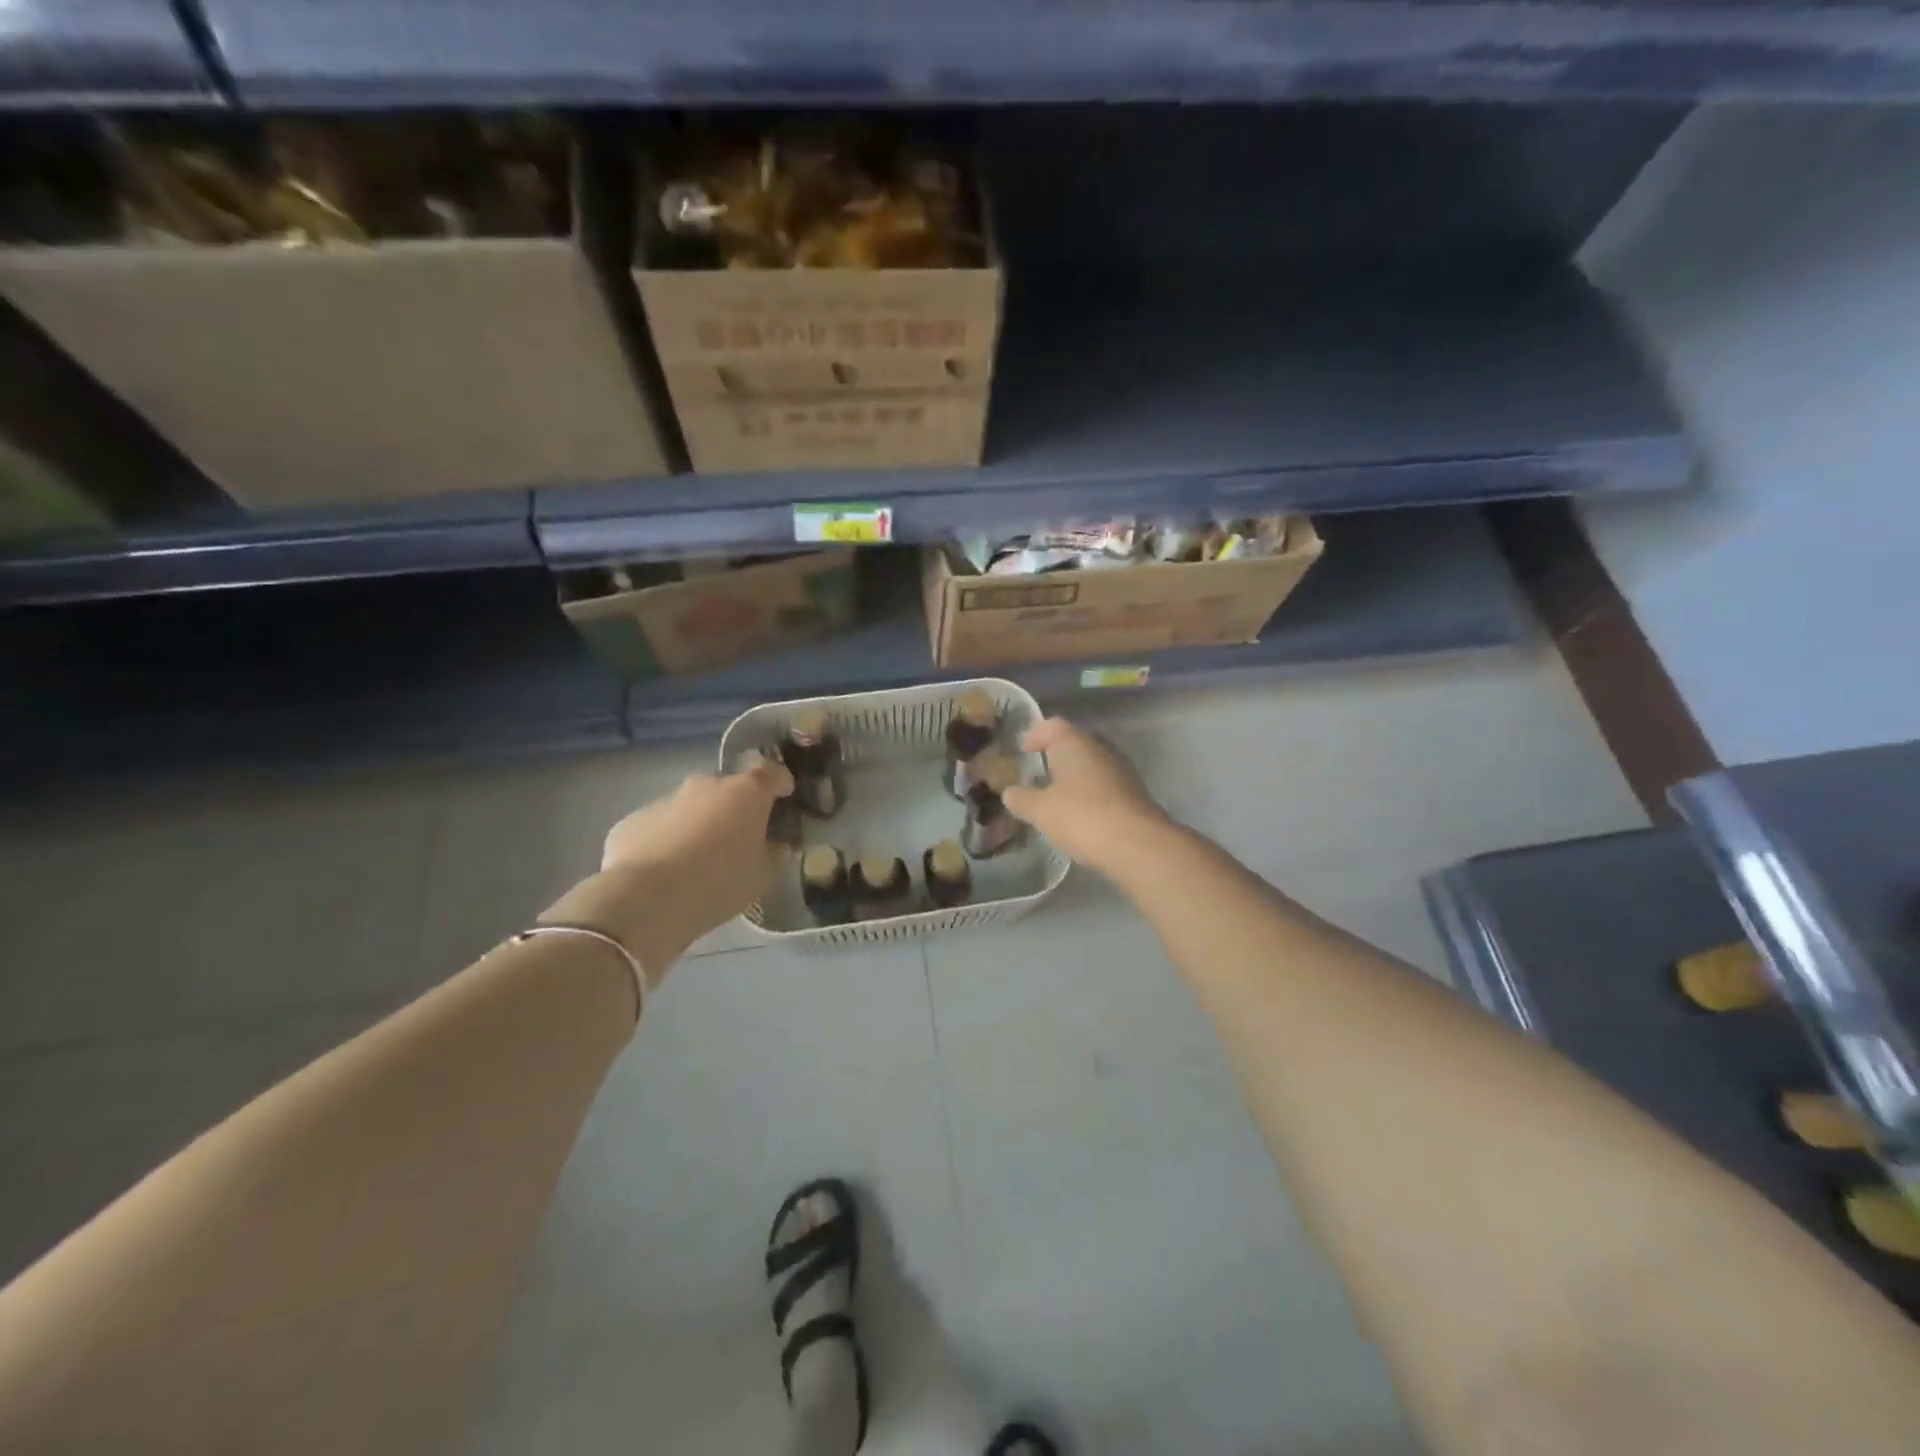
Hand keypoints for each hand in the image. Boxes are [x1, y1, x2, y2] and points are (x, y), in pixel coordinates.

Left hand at [543, 753, 793, 980]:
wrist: (646, 899)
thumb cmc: (719, 882)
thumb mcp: (764, 875)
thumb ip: (776, 854)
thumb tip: (775, 845)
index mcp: (746, 792)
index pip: (772, 772)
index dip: (781, 782)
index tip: (784, 797)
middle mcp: (706, 785)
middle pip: (729, 788)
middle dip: (737, 807)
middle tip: (740, 837)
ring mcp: (666, 799)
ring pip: (692, 806)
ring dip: (701, 823)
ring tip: (699, 858)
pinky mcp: (633, 820)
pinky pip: (661, 825)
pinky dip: (669, 839)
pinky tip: (666, 869)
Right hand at [1002, 717, 1171, 876]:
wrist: (1137, 844)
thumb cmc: (1081, 817)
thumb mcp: (1040, 810)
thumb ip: (1021, 799)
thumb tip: (1009, 792)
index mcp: (1074, 742)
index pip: (1051, 725)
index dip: (1034, 735)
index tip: (1023, 751)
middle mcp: (1100, 748)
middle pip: (1075, 741)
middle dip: (1057, 754)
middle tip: (1040, 772)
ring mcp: (1122, 769)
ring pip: (1093, 763)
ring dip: (1076, 775)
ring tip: (1059, 796)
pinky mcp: (1135, 792)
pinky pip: (1106, 784)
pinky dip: (1091, 792)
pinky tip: (1082, 814)